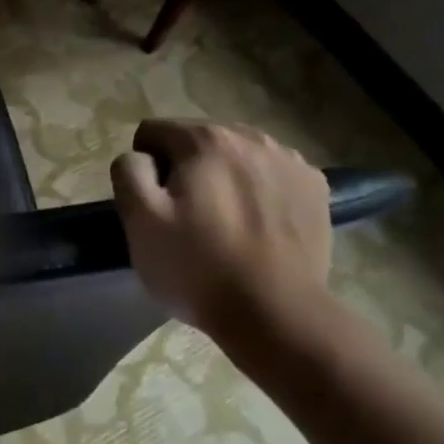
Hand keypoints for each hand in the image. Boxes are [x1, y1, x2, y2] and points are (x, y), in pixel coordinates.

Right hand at [110, 120, 332, 347]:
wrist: (276, 313)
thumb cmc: (198, 267)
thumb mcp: (140, 221)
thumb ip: (129, 172)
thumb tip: (140, 157)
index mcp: (205, 140)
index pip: (154, 131)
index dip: (145, 167)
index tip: (155, 206)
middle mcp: (251, 137)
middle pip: (198, 141)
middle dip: (186, 170)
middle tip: (187, 219)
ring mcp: (290, 160)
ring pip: (237, 156)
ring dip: (224, 178)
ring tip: (224, 224)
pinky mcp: (314, 187)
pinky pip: (272, 175)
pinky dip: (259, 191)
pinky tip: (257, 226)